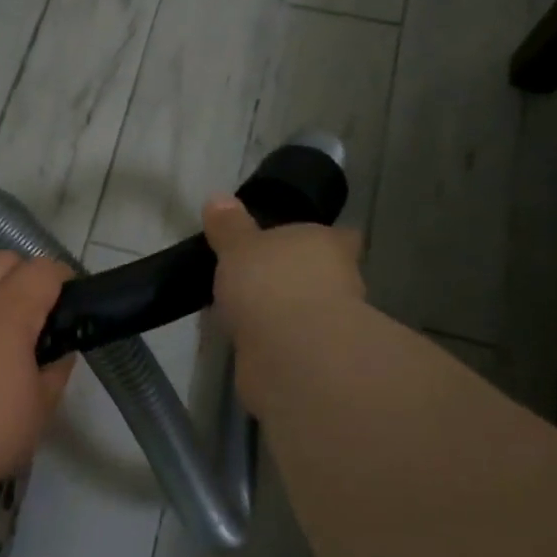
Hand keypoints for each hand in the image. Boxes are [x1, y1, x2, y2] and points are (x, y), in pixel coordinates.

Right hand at [202, 195, 369, 416]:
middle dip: (296, 278)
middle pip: (321, 274)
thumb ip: (229, 226)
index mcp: (327, 243)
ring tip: (243, 310)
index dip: (316, 240)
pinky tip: (245, 339)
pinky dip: (272, 340)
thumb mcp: (239, 245)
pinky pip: (288, 340)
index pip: (335, 237)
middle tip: (257, 278)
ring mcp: (329, 323)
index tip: (292, 243)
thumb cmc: (270, 282)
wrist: (291, 354)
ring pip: (305, 310)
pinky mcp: (313, 358)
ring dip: (283, 312)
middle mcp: (339, 281)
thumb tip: (218, 198)